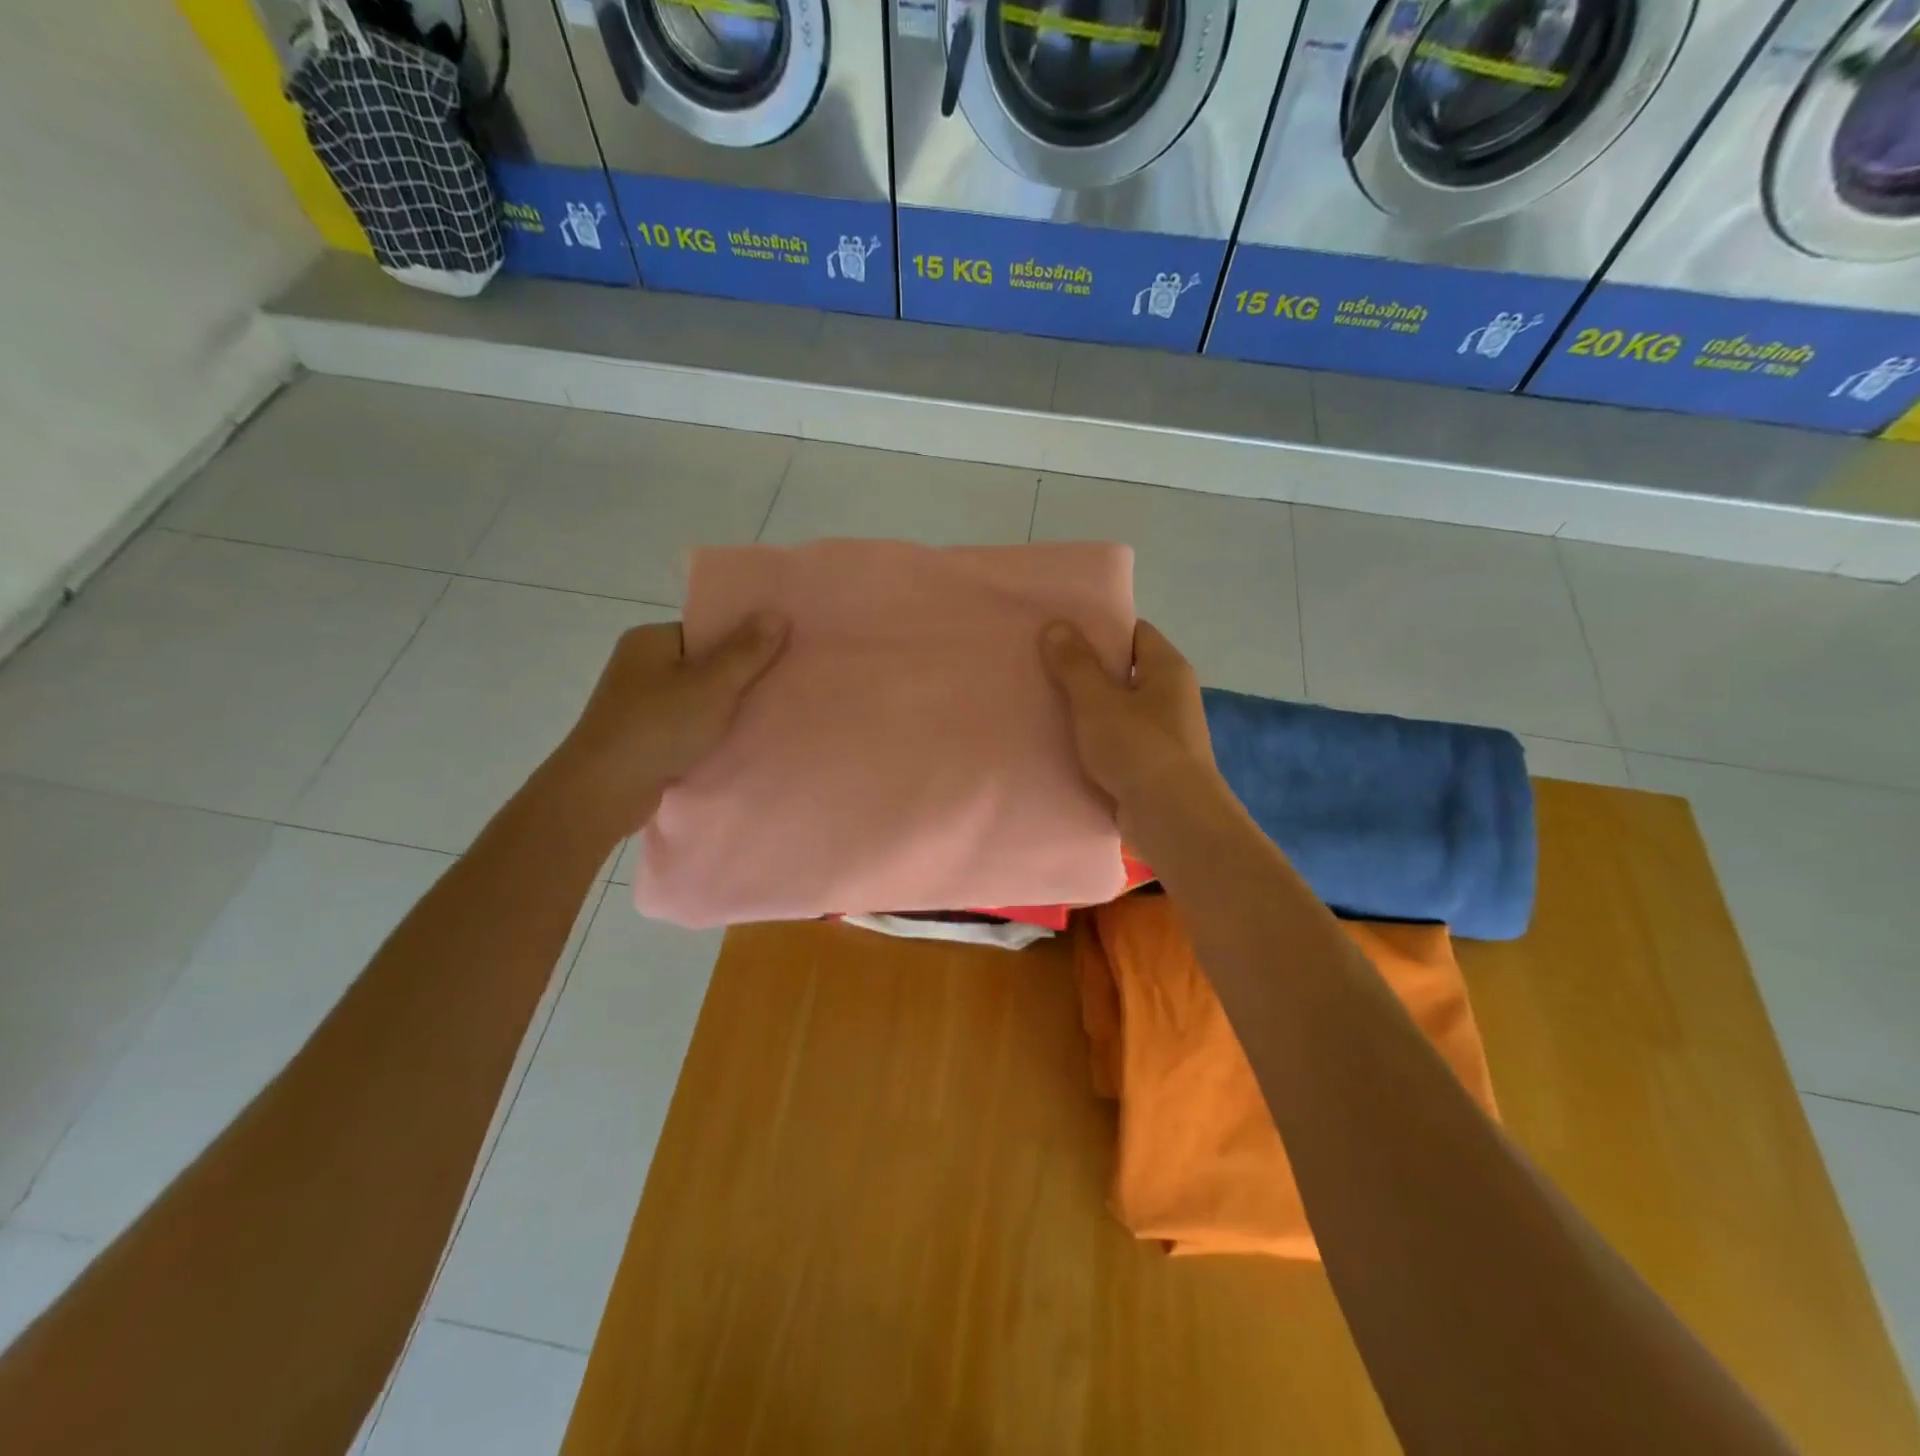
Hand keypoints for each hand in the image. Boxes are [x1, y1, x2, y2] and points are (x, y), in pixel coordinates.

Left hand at [544, 614, 787, 836]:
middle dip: (736, 679)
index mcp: (650, 640)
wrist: (604, 790)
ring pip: (693, 699)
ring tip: (759, 720)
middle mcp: (638, 665)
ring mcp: (635, 703)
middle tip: (775, 691)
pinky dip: (704, 733)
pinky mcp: (638, 737)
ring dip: (721, 711)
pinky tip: (729, 744)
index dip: (741, 643)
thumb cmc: (660, 726)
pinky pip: (682, 726)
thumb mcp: (714, 685)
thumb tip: (777, 613)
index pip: (705, 632)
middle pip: (701, 665)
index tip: (775, 659)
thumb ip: (748, 652)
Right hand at [1041, 619, 1214, 828]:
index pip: (1133, 632)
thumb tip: (1056, 625)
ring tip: (1042, 702)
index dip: (1098, 629)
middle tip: (1041, 665)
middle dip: (1085, 670)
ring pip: (1118, 710)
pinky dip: (1094, 741)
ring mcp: (1164, 733)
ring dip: (1086, 710)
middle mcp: (1172, 696)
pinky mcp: (1152, 766)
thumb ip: (1075, 665)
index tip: (1060, 631)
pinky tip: (1060, 743)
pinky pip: (1117, 742)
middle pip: (1123, 671)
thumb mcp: (1098, 702)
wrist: (1173, 820)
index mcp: (1168, 668)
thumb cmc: (1139, 749)